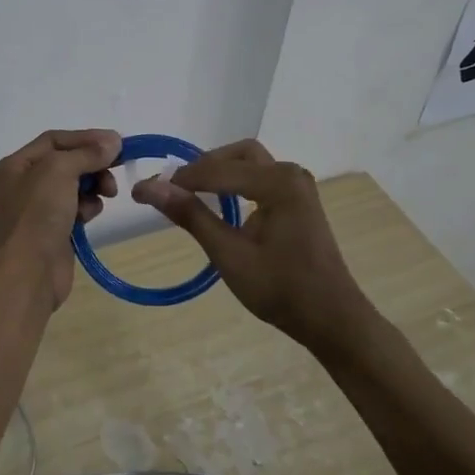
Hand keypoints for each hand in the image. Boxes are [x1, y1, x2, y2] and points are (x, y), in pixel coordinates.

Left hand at [0, 129, 120, 308]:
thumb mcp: (58, 171)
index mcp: (11, 167)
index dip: (86, 138)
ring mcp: (33, 212)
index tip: (117, 143)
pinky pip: (73, 210)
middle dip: (92, 165)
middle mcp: (18, 186)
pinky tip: (90, 215)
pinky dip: (86, 208)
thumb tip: (113, 141)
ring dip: (92, 186)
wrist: (27, 275)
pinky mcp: (50, 233)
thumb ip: (86, 153)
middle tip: (115, 171)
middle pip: (64, 163)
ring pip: (72, 187)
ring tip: (106, 194)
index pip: (53, 140)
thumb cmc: (36, 215)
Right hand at [134, 139, 370, 347]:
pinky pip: (260, 178)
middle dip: (202, 168)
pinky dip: (235, 184)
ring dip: (219, 173)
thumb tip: (149, 187)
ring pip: (249, 164)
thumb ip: (190, 215)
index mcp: (277, 183)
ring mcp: (297, 186)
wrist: (331, 318)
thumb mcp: (228, 253)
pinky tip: (218, 205)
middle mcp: (290, 174)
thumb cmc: (280, 289)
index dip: (177, 180)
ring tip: (189, 195)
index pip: (216, 171)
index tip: (143, 191)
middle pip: (236, 155)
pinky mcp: (298, 201)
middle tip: (172, 190)